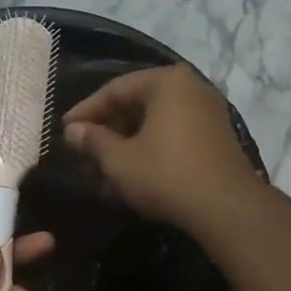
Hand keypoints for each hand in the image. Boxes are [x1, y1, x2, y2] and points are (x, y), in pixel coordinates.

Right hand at [62, 67, 259, 231]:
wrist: (226, 208)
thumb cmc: (166, 175)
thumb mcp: (119, 160)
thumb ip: (93, 141)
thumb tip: (72, 131)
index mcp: (166, 82)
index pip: (115, 89)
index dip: (86, 111)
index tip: (64, 132)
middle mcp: (190, 88)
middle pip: (136, 105)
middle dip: (106, 132)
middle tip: (82, 154)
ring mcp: (207, 113)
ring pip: (154, 124)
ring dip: (125, 146)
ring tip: (101, 173)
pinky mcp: (215, 138)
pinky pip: (172, 136)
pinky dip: (148, 152)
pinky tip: (129, 179)